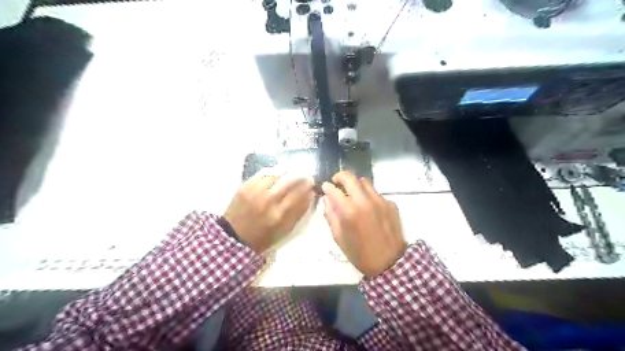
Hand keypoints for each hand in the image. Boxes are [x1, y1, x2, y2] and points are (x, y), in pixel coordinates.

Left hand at [224, 168, 314, 252]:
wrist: (234, 236)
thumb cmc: (263, 236)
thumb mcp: (285, 230)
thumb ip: (299, 212)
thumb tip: (311, 194)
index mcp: (279, 214)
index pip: (298, 193)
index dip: (307, 185)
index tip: (312, 181)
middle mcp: (268, 200)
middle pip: (289, 180)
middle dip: (300, 174)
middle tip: (305, 172)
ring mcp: (255, 192)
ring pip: (276, 174)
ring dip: (287, 170)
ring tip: (292, 170)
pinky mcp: (245, 186)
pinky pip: (262, 173)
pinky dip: (272, 170)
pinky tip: (277, 171)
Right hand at [319, 171, 408, 278]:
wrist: (390, 263)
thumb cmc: (360, 253)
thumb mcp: (339, 238)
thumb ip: (330, 216)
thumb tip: (326, 199)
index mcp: (349, 211)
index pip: (333, 190)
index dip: (327, 187)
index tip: (325, 187)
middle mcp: (365, 201)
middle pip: (350, 177)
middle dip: (340, 176)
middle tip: (337, 182)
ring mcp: (380, 201)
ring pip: (365, 182)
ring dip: (355, 185)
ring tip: (353, 194)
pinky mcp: (391, 204)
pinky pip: (376, 193)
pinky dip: (369, 196)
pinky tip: (368, 208)